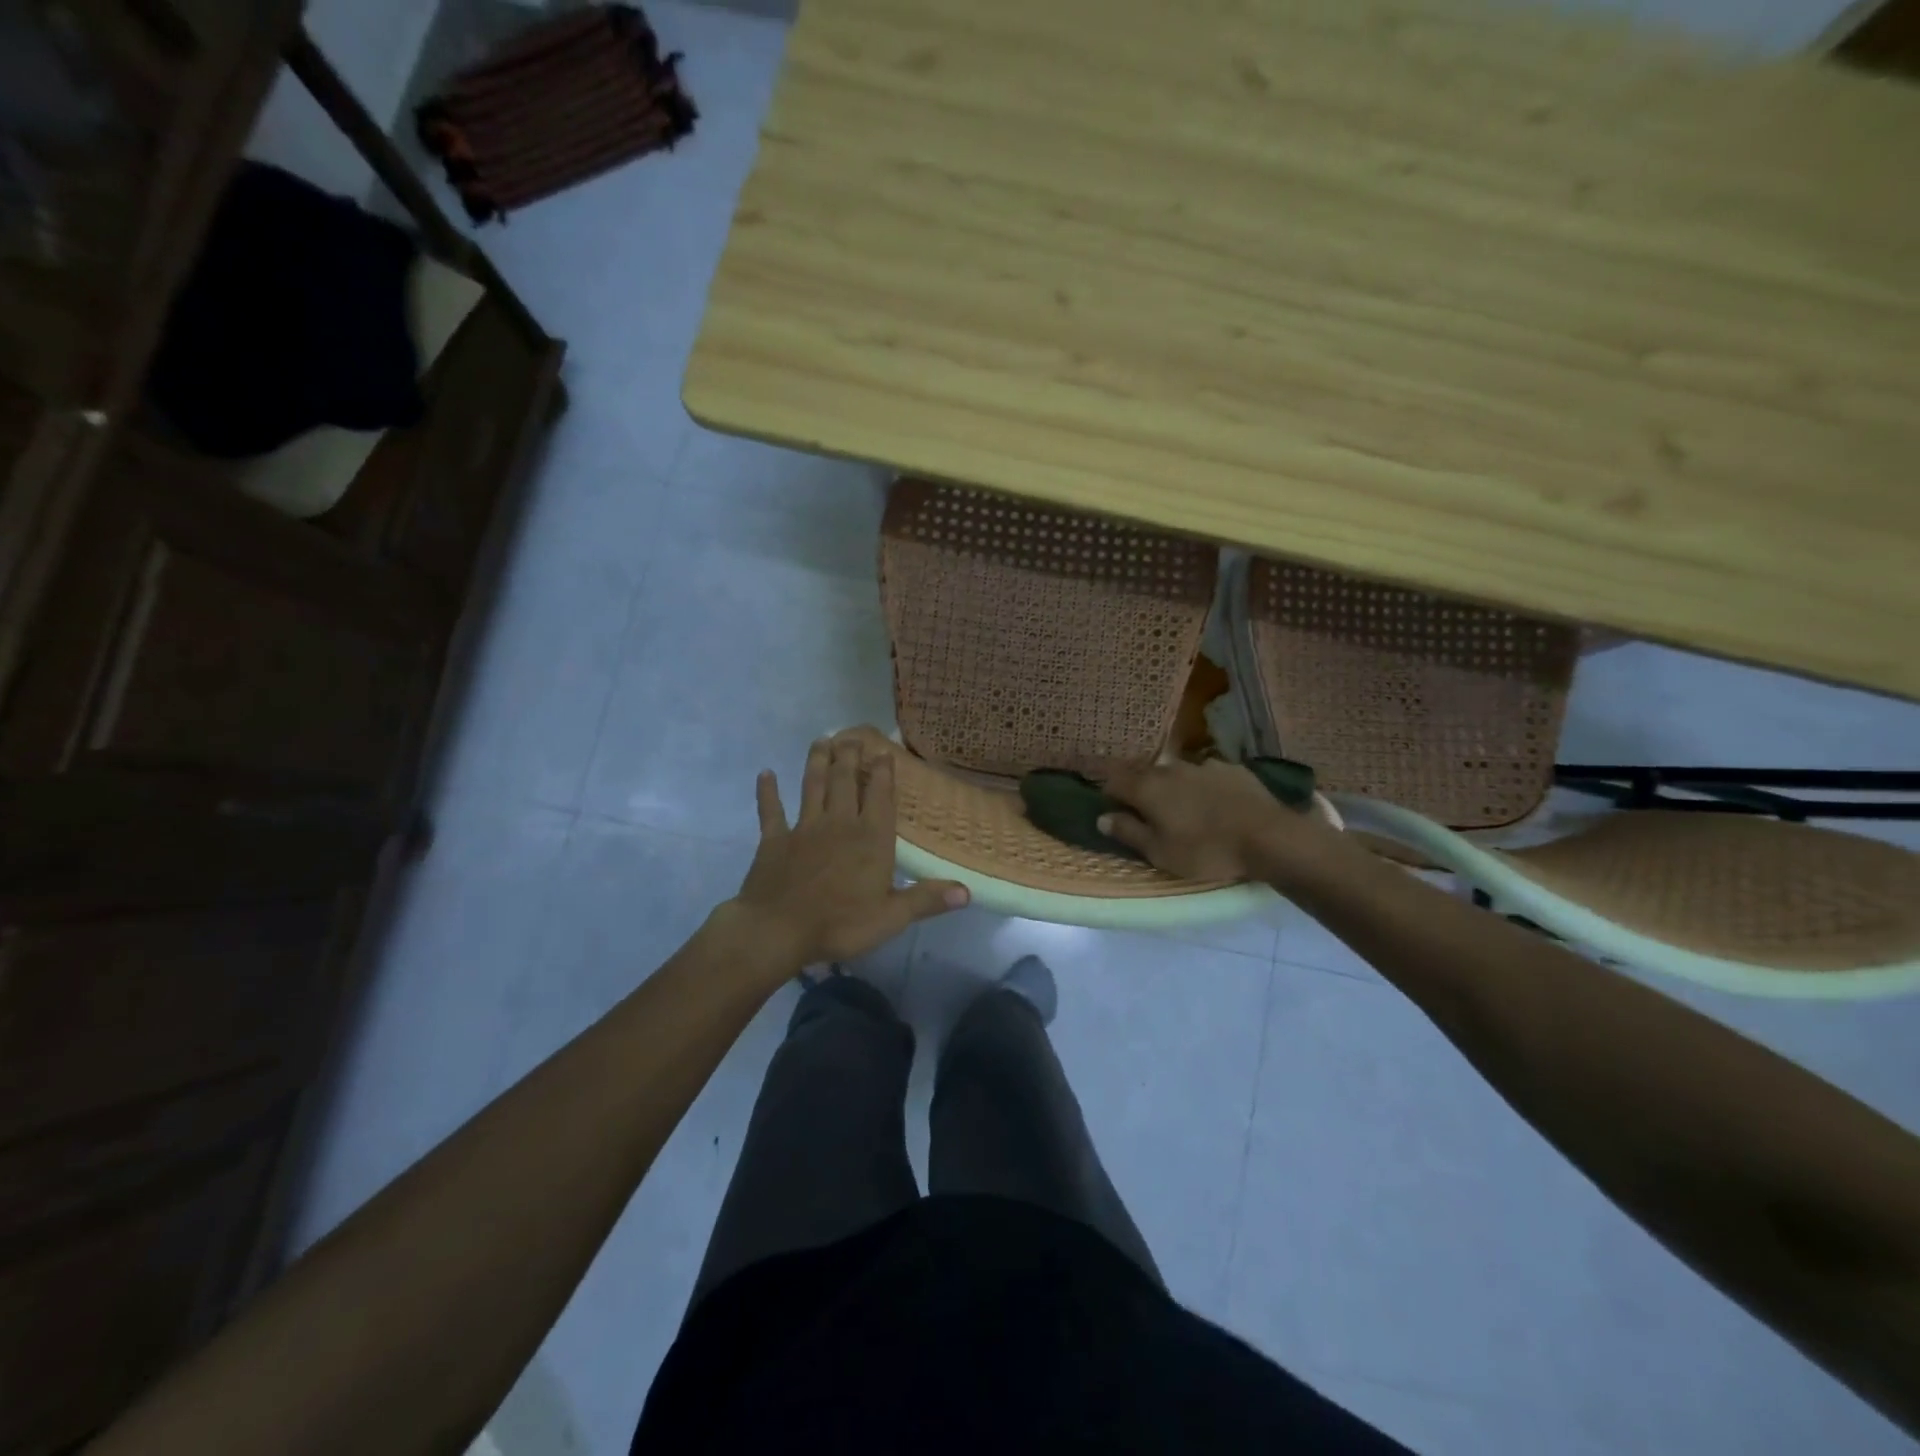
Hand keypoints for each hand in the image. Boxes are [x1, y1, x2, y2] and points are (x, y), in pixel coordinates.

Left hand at [726, 735, 968, 966]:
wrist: (778, 930)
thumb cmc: (840, 924)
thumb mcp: (891, 917)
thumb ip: (927, 900)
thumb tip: (968, 891)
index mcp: (870, 839)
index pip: (879, 796)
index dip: (883, 772)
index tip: (883, 751)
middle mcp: (839, 823)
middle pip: (844, 781)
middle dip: (850, 756)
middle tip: (852, 736)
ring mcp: (804, 828)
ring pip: (812, 786)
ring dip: (817, 762)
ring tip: (822, 741)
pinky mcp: (775, 840)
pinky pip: (771, 811)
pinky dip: (768, 792)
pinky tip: (766, 774)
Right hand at [1099, 758, 1341, 884]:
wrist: (1268, 836)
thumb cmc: (1206, 850)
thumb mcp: (1160, 852)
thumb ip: (1128, 832)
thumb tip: (1103, 818)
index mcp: (1147, 788)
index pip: (1113, 781)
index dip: (1109, 795)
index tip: (1113, 810)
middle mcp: (1170, 768)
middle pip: (1143, 772)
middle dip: (1138, 787)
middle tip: (1144, 810)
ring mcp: (1202, 764)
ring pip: (1175, 771)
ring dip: (1170, 785)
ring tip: (1180, 807)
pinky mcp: (1230, 768)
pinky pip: (1205, 774)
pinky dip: (1200, 785)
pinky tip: (1212, 803)